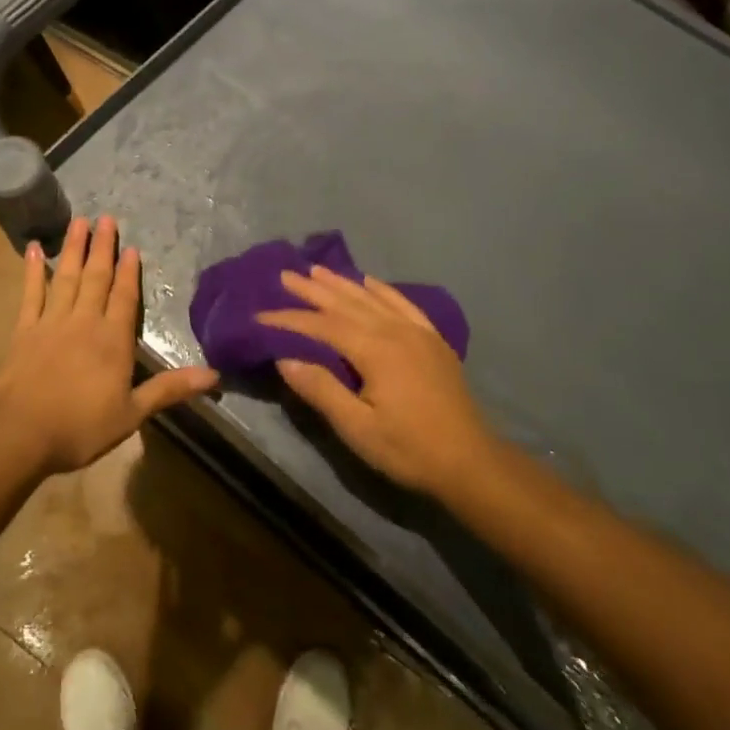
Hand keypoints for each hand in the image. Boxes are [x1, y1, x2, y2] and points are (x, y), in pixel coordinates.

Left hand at [0, 216, 217, 478]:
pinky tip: (35, 250)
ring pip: (66, 278)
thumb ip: (169, 389)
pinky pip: (31, 294)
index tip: (131, 246)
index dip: (129, 272)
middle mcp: (84, 323)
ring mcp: (51, 323)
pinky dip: (33, 271)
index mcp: (113, 341)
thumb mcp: (132, 413)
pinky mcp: (23, 331)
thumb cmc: (79, 427)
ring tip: (78, 221)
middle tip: (106, 218)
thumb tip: (215, 375)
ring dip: (73, 249)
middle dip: (103, 248)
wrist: (17, 434)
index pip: (124, 298)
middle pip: (96, 278)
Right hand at [256, 267, 498, 496]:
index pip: (322, 326)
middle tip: (285, 274)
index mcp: (375, 350)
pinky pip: (403, 303)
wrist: (469, 460)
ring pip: (372, 298)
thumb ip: (321, 390)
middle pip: (346, 303)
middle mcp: (396, 330)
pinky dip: (382, 289)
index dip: (289, 319)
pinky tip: (370, 282)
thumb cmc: (408, 448)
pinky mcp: (433, 340)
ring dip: (342, 283)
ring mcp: (418, 332)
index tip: (260, 315)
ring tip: (317, 269)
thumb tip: (285, 359)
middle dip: (313, 289)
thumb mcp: (357, 428)